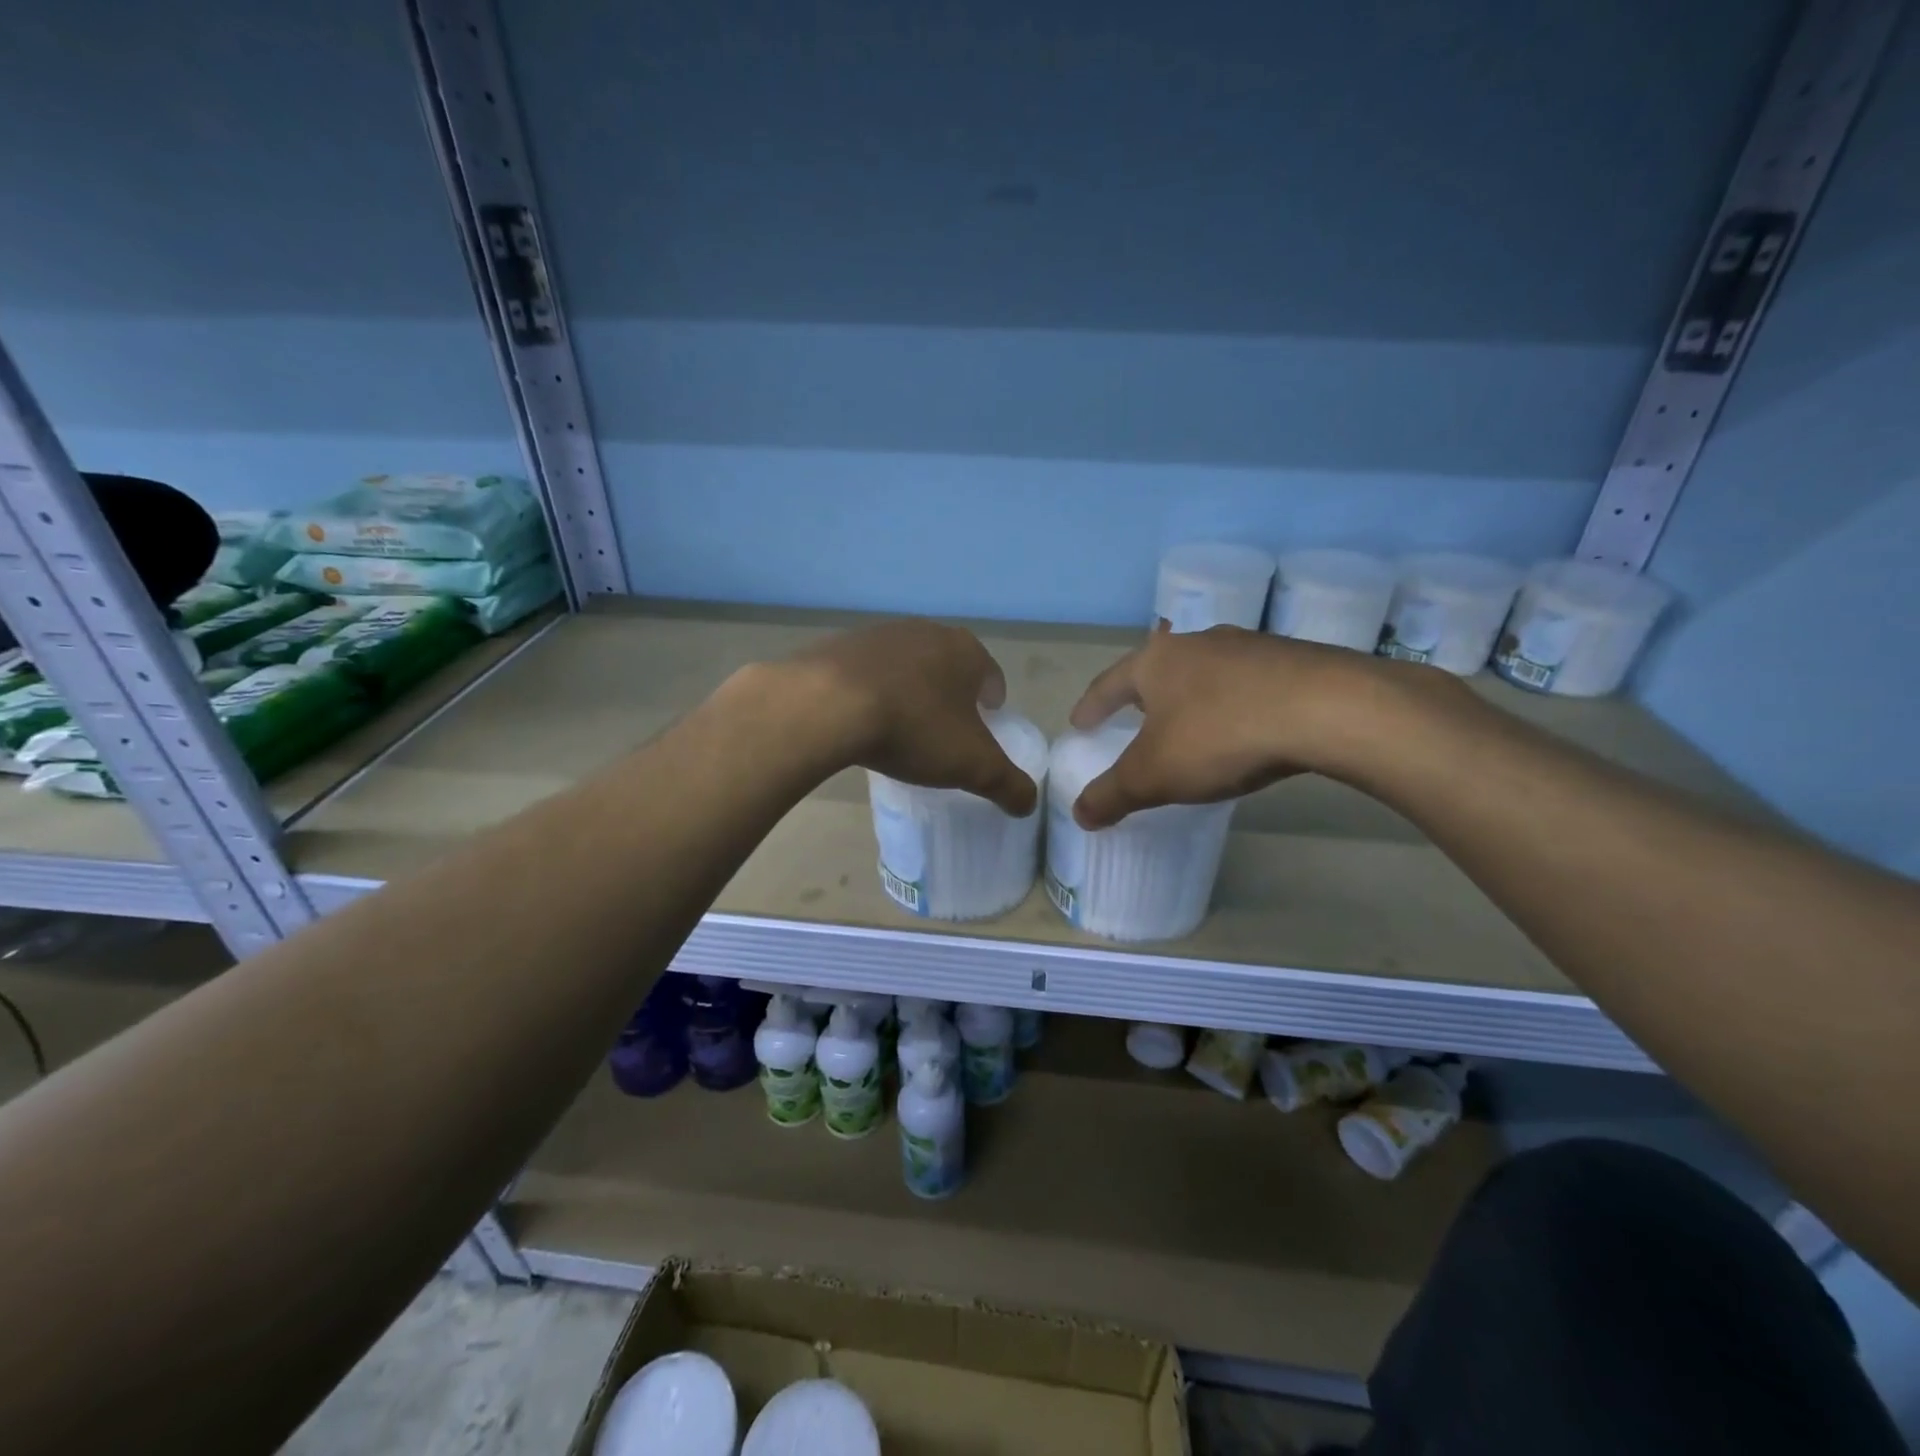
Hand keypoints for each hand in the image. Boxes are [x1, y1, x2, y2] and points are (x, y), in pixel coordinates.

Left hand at [779, 619, 1037, 816]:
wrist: (827, 705)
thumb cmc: (914, 728)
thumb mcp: (973, 766)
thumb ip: (1008, 784)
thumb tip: (1028, 803)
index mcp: (965, 651)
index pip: (991, 676)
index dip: (991, 704)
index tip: (982, 728)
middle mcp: (926, 631)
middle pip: (948, 666)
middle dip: (950, 695)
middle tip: (942, 732)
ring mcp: (879, 633)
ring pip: (906, 665)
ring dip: (909, 690)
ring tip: (900, 727)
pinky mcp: (840, 644)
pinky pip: (866, 672)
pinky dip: (870, 691)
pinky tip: (861, 718)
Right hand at [1068, 623, 1413, 828]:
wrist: (1327, 709)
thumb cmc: (1220, 735)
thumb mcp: (1154, 775)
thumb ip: (1113, 794)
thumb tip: (1078, 814)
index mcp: (1156, 661)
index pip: (1108, 684)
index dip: (1091, 707)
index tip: (1079, 724)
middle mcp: (1198, 643)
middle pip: (1158, 670)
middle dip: (1143, 696)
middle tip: (1133, 719)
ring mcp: (1249, 646)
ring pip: (1206, 673)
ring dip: (1192, 698)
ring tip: (1191, 724)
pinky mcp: (1293, 659)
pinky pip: (1248, 684)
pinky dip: (1234, 704)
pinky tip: (1244, 727)